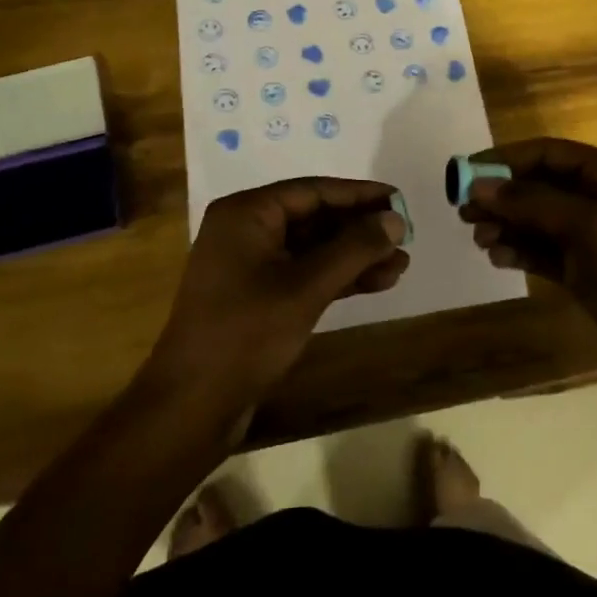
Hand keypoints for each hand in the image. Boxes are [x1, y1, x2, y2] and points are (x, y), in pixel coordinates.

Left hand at [146, 178, 409, 419]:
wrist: (191, 406)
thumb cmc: (245, 334)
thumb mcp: (305, 287)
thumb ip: (353, 249)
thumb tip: (395, 220)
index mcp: (247, 213)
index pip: (313, 190)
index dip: (359, 195)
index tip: (399, 199)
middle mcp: (246, 230)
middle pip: (314, 217)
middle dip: (360, 228)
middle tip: (405, 234)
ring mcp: (250, 265)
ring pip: (313, 249)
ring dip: (355, 256)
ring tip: (401, 263)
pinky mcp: (257, 296)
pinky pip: (304, 273)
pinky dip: (338, 277)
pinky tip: (378, 282)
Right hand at [459, 139, 596, 396]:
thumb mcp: (592, 228)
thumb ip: (534, 204)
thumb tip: (479, 186)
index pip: (548, 153)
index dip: (505, 160)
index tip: (466, 173)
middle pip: (537, 186)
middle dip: (501, 195)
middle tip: (463, 211)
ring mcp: (589, 236)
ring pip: (535, 220)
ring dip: (505, 224)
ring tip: (479, 238)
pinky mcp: (582, 270)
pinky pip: (540, 251)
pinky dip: (517, 250)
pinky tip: (496, 257)